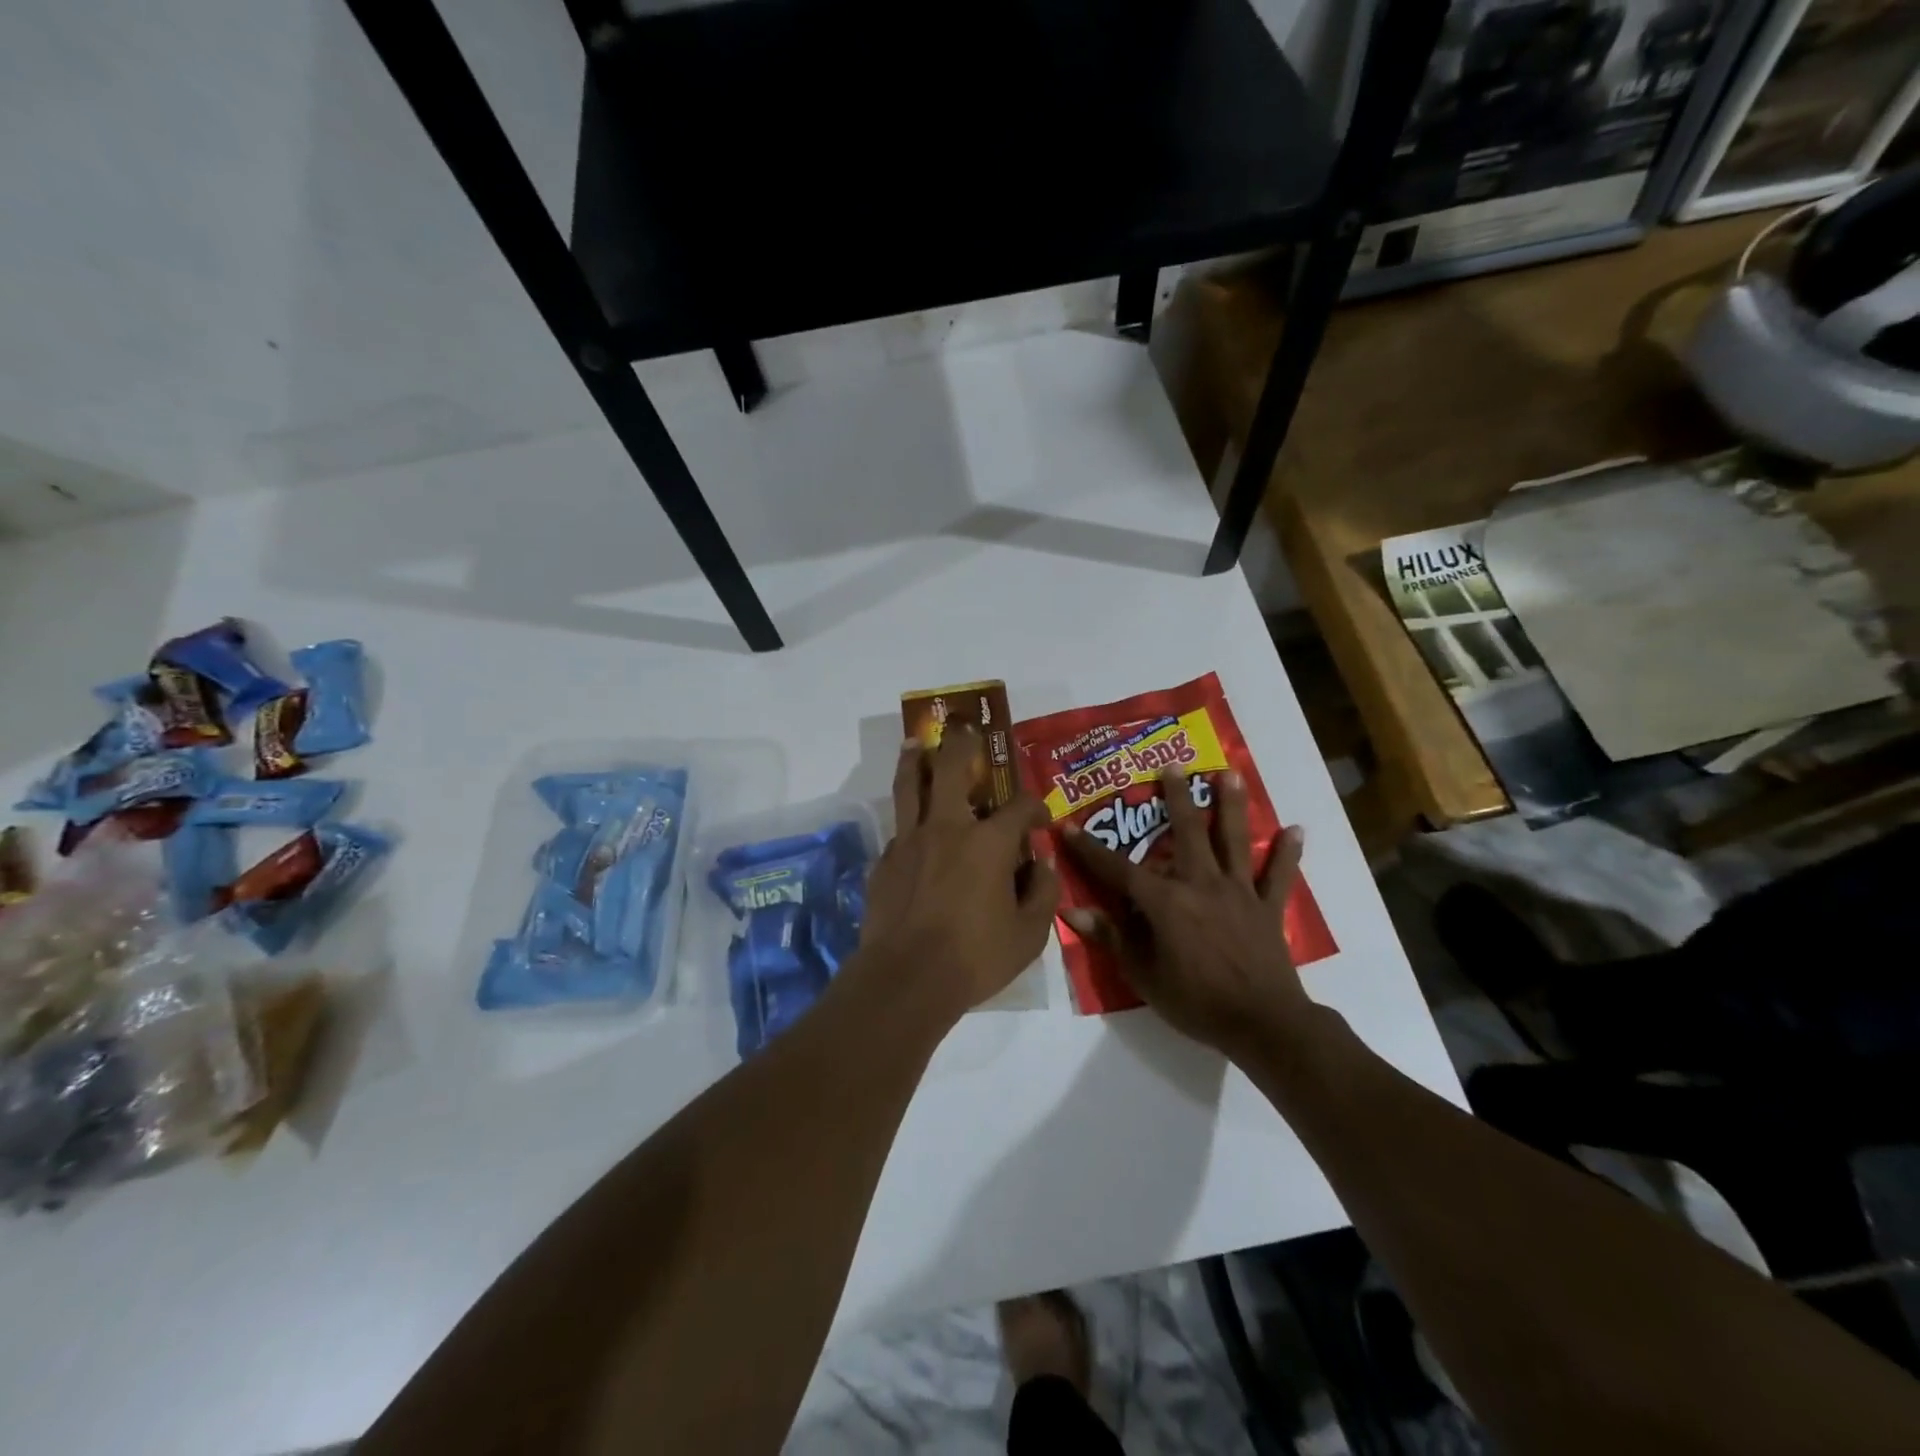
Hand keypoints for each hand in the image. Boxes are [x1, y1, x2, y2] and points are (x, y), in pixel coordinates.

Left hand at [856, 724, 1059, 1022]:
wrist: (906, 980)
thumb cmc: (975, 958)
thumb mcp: (1029, 935)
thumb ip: (1043, 893)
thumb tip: (1041, 864)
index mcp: (988, 843)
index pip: (1018, 808)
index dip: (1035, 807)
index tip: (1041, 819)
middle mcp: (946, 828)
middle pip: (952, 768)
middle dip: (962, 744)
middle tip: (965, 728)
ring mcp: (909, 842)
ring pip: (910, 786)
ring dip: (916, 759)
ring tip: (917, 743)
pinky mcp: (883, 862)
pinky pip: (898, 830)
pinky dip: (908, 821)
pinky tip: (912, 830)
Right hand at [1059, 767, 1312, 1061]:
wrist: (1261, 1024)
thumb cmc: (1195, 1001)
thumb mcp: (1142, 975)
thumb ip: (1110, 937)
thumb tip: (1071, 911)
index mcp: (1165, 901)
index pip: (1118, 869)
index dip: (1089, 849)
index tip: (1068, 826)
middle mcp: (1201, 884)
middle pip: (1187, 832)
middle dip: (1176, 797)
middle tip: (1173, 764)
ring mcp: (1239, 892)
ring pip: (1233, 841)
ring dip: (1231, 806)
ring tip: (1230, 773)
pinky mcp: (1268, 908)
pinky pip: (1279, 876)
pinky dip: (1287, 854)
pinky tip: (1295, 830)